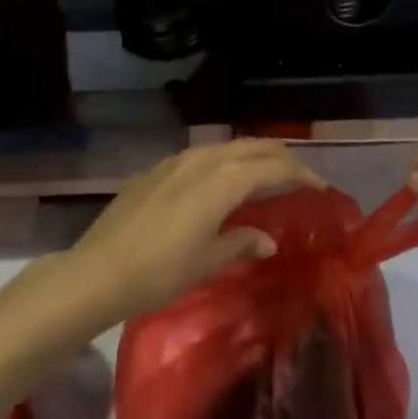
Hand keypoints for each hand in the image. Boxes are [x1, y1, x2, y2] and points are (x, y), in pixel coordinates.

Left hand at [68, 139, 323, 322]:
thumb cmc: (159, 271)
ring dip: (253, 155)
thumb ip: (242, 242)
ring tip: (266, 174)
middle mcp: (205, 159)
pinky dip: (225, 161)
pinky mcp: (159, 169)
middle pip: (254, 147)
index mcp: (224, 180)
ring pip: (228, 147)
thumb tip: (268, 238)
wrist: (97, 271)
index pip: (274, 168)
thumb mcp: (207, 261)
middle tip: (299, 175)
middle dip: (280, 157)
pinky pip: (204, 155)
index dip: (301, 174)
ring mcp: (179, 160)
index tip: (320, 186)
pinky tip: (221, 180)